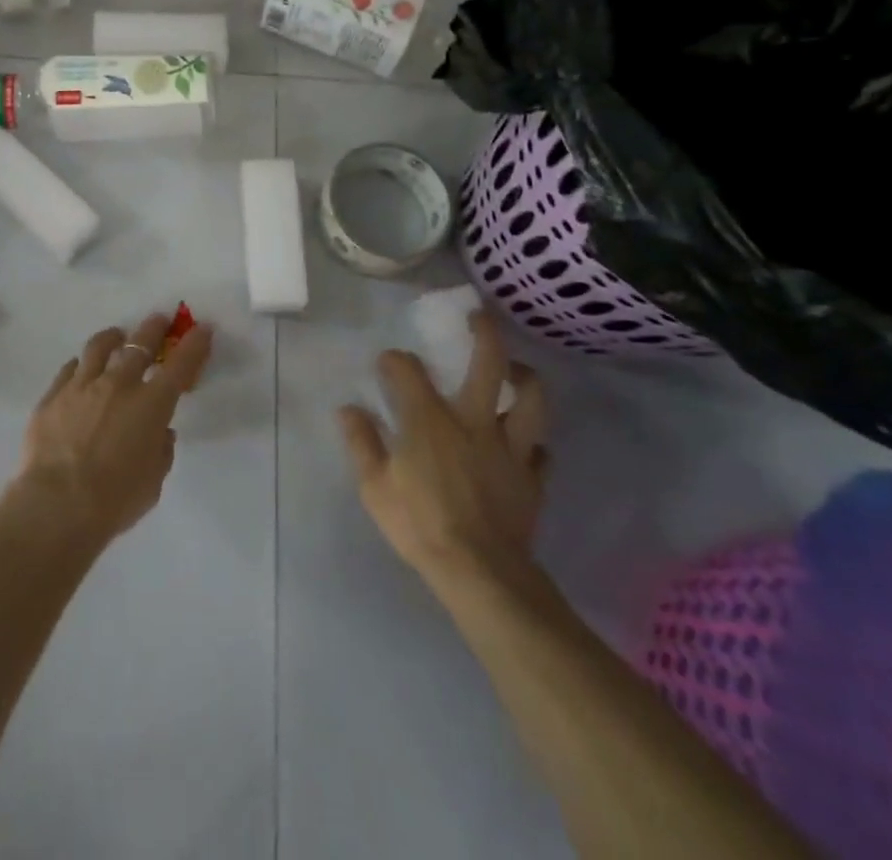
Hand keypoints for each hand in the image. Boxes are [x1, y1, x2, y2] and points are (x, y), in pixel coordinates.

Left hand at [8, 312, 213, 547]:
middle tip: (159, 320)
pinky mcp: (53, 395)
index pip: (180, 365)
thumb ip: (160, 450)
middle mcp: (118, 384)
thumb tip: (159, 433)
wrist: (56, 505)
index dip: (194, 344)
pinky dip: (81, 365)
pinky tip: (81, 370)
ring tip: (116, 337)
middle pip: (140, 344)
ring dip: (113, 337)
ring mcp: (82, 385)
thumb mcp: (153, 481)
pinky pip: (70, 369)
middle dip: (154, 328)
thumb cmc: (114, 500)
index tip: (202, 329)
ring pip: (99, 346)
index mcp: (151, 405)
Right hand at [337, 308, 549, 590]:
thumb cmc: (419, 525)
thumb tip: (348, 408)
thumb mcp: (374, 487)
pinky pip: (543, 451)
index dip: (395, 360)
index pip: (409, 369)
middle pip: (488, 363)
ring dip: (524, 378)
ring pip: (531, 398)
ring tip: (514, 372)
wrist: (480, 573)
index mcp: (430, 420)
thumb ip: (361, 442)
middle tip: (477, 318)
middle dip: (484, 333)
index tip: (388, 364)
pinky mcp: (533, 477)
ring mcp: (510, 448)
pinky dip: (534, 443)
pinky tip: (525, 445)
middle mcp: (474, 421)